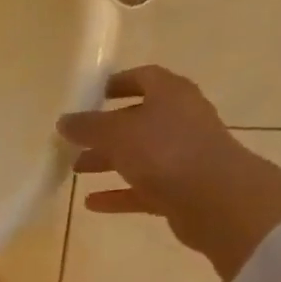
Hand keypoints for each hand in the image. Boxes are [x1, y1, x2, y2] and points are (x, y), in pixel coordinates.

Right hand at [57, 66, 280, 281]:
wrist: (217, 200)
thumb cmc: (165, 151)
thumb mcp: (116, 133)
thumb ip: (87, 126)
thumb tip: (64, 121)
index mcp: (171, 94)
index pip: (143, 78)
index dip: (116, 83)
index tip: (89, 95)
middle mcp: (181, 121)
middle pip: (137, 120)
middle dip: (104, 130)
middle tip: (74, 140)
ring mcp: (184, 157)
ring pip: (139, 156)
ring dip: (108, 161)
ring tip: (75, 171)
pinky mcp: (183, 190)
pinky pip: (144, 189)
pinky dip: (119, 193)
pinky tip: (91, 203)